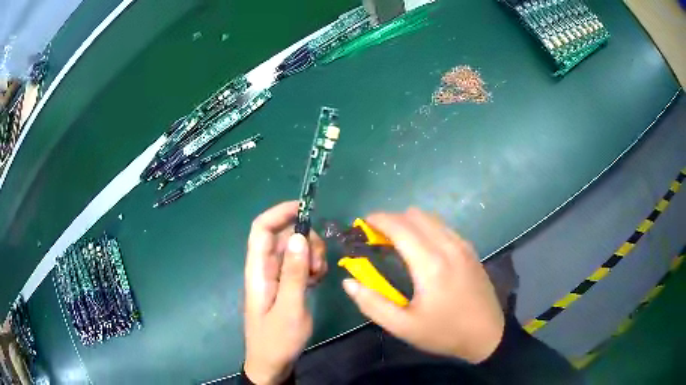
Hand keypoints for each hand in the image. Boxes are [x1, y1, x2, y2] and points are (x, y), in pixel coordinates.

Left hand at [243, 201, 326, 383]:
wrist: (273, 363)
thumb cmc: (277, 339)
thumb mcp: (289, 308)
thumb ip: (294, 273)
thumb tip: (299, 236)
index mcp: (258, 270)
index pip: (261, 229)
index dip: (279, 213)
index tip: (306, 209)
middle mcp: (265, 268)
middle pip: (284, 237)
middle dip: (305, 241)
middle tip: (317, 265)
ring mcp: (276, 276)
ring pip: (295, 250)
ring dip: (311, 255)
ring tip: (318, 277)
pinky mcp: (286, 284)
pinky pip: (300, 264)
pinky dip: (311, 267)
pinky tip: (317, 281)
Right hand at [342, 208, 503, 362]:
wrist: (487, 335)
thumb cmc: (444, 332)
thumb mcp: (403, 327)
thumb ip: (373, 304)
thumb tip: (349, 282)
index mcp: (430, 264)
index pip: (400, 226)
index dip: (378, 220)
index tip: (362, 224)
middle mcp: (448, 246)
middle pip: (415, 215)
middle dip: (392, 220)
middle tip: (377, 238)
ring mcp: (463, 245)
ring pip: (431, 218)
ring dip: (410, 223)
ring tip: (397, 243)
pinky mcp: (470, 250)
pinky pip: (444, 227)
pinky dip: (426, 228)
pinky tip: (422, 249)